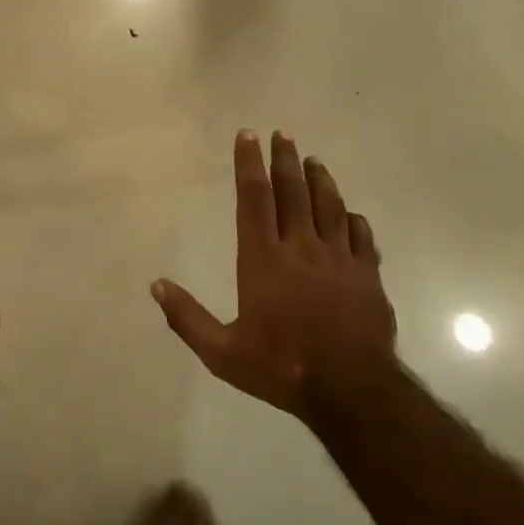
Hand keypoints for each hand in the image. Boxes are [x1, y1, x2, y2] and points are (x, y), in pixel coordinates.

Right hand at [152, 131, 395, 424]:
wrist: (351, 391)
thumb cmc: (281, 367)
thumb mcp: (222, 353)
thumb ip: (187, 318)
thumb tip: (156, 285)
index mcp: (263, 260)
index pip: (253, 199)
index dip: (248, 164)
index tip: (247, 135)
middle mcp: (301, 248)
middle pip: (293, 192)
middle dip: (285, 159)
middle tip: (283, 133)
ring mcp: (339, 259)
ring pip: (329, 206)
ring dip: (320, 180)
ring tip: (313, 160)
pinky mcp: (367, 275)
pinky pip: (361, 237)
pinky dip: (353, 219)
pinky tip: (351, 213)